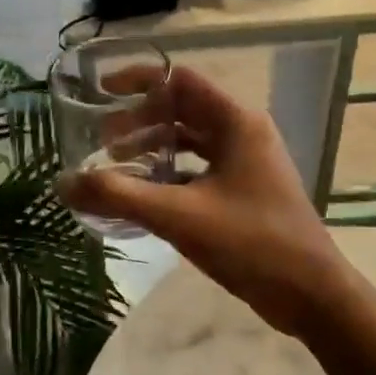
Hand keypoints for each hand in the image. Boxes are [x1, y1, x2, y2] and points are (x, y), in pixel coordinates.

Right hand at [59, 64, 355, 339]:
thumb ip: (119, 196)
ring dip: (153, 147)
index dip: (138, 80)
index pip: (180, 79)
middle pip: (181, 108)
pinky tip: (144, 194)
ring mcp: (246, 161)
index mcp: (235, 121)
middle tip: (102, 143)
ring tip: (116, 166)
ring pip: (190, 139)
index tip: (101, 92)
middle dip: (138, 120)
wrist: (312, 295)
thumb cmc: (251, 243)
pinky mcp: (245, 188)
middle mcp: (243, 131)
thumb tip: (64, 183)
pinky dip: (169, 172)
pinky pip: (199, 166)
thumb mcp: (179, 216)